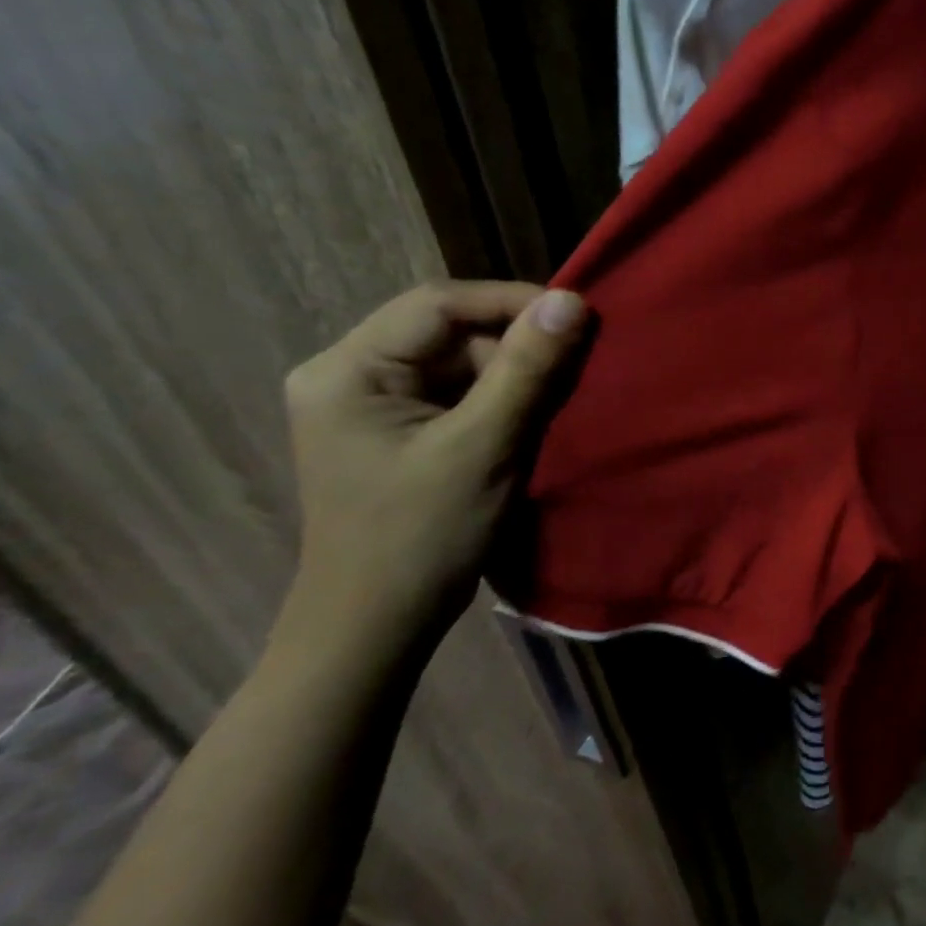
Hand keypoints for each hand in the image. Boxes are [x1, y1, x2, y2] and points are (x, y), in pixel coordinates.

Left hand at [276, 281, 588, 661]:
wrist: (378, 625)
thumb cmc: (422, 536)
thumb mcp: (484, 446)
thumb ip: (527, 369)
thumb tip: (571, 300)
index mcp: (347, 370)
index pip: (438, 304)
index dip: (512, 302)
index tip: (578, 317)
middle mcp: (348, 374)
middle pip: (449, 329)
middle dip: (516, 343)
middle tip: (575, 365)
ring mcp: (370, 402)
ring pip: (459, 359)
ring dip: (513, 372)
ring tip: (558, 398)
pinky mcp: (395, 427)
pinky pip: (457, 390)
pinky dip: (500, 397)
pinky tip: (530, 419)